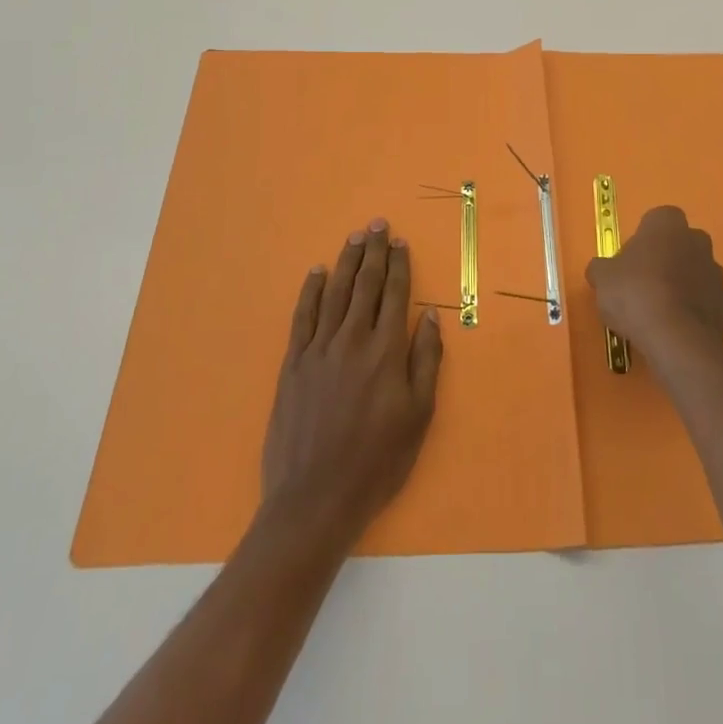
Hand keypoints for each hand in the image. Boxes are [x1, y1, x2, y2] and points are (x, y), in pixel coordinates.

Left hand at [260, 218, 443, 549]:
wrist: (314, 499)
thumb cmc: (377, 462)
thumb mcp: (418, 416)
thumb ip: (426, 361)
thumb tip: (428, 315)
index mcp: (385, 351)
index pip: (395, 294)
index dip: (399, 265)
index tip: (400, 241)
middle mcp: (352, 340)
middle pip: (365, 285)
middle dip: (373, 252)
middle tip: (377, 224)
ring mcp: (319, 349)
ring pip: (335, 293)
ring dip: (346, 262)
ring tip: (354, 238)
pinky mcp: (293, 363)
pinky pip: (303, 316)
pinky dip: (310, 290)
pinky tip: (316, 272)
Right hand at [586, 205, 722, 364]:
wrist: (676, 339)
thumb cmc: (635, 293)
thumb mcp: (602, 278)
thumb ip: (602, 268)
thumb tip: (601, 270)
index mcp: (668, 224)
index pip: (656, 219)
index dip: (642, 239)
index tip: (630, 260)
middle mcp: (697, 240)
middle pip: (680, 244)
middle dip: (666, 258)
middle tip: (643, 283)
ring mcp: (716, 273)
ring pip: (695, 272)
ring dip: (682, 284)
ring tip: (658, 311)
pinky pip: (706, 301)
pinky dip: (693, 309)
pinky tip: (675, 328)